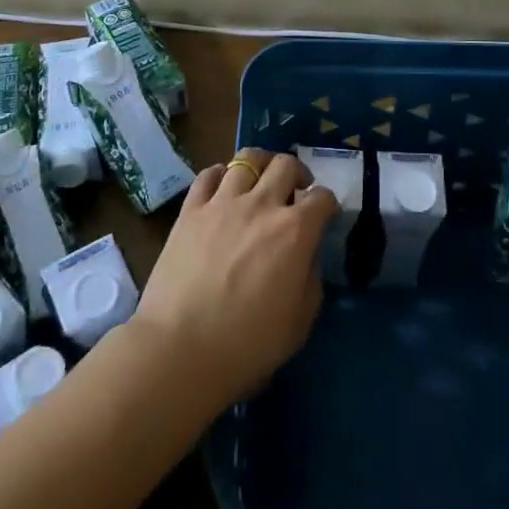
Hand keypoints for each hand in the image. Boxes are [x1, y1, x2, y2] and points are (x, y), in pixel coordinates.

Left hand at [132, 149, 337, 406]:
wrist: (180, 350)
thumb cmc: (247, 344)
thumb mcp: (300, 321)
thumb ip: (310, 278)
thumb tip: (305, 254)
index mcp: (295, 231)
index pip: (322, 197)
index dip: (327, 204)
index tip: (323, 215)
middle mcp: (262, 205)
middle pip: (286, 164)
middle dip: (297, 174)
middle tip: (294, 193)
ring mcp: (223, 203)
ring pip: (247, 159)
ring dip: (261, 166)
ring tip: (259, 182)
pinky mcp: (190, 210)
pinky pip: (208, 174)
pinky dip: (221, 175)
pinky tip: (223, 189)